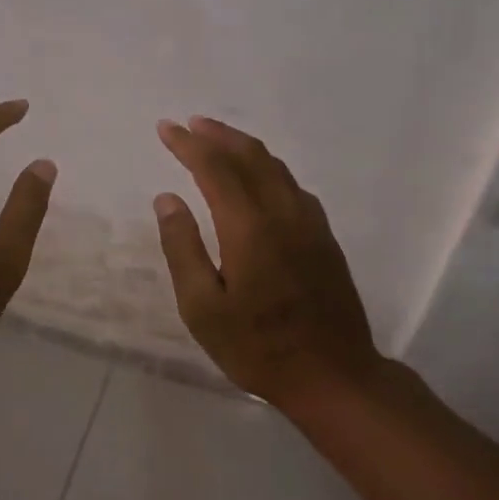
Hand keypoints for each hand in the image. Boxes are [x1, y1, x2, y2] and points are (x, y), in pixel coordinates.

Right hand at [153, 115, 382, 410]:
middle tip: (190, 124)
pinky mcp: (325, 238)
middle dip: (218, 135)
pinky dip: (269, 169)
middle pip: (251, 157)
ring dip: (245, 148)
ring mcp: (310, 224)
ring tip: (219, 141)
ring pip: (276, 168)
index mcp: (249, 227)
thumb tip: (168, 199)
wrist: (333, 375)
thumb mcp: (203, 308)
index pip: (215, 168)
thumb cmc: (257, 347)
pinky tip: (260, 179)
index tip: (166, 128)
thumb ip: (183, 248)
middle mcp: (283, 213)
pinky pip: (293, 187)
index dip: (188, 145)